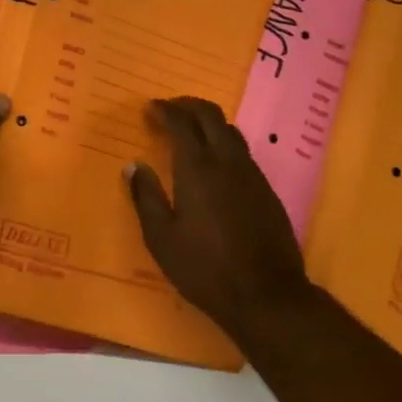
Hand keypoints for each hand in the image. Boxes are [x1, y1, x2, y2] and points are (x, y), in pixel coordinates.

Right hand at [127, 97, 313, 341]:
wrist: (268, 296)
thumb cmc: (206, 268)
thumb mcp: (162, 238)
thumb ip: (146, 197)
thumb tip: (133, 166)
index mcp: (197, 168)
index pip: (180, 122)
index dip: (164, 110)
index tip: (149, 109)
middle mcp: (226, 161)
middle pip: (210, 114)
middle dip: (187, 105)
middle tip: (169, 111)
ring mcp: (251, 173)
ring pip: (230, 131)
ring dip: (208, 123)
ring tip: (191, 134)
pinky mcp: (267, 190)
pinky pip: (243, 152)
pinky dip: (224, 144)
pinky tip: (215, 165)